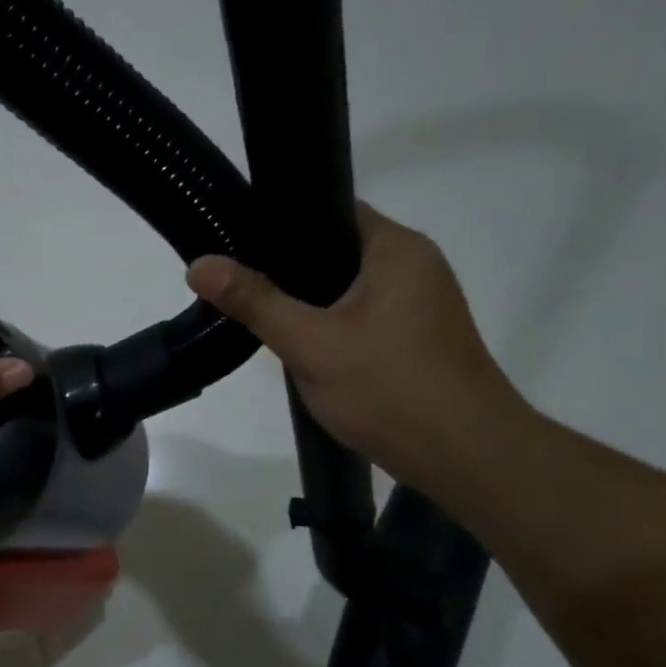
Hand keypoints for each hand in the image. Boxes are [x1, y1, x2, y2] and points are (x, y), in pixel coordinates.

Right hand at [186, 203, 525, 493]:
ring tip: (258, 311)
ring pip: (346, 287)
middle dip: (287, 268)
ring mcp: (419, 303)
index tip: (235, 240)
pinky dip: (330, 323)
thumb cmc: (390, 390)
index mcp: (396, 249)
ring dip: (307, 300)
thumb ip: (255, 301)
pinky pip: (361, 314)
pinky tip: (301, 345)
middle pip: (335, 249)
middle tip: (237, 282)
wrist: (466, 457)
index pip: (330, 209)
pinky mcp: (416, 336)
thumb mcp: (311, 344)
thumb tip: (199, 265)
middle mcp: (414, 265)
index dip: (280, 221)